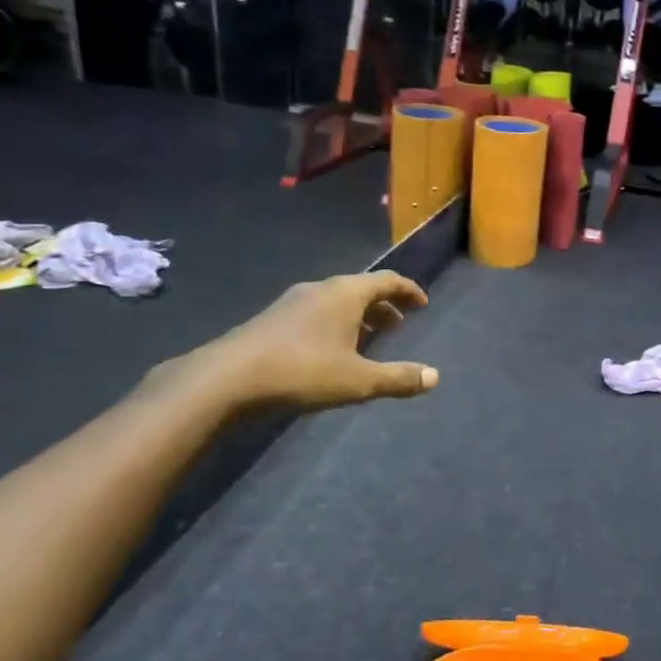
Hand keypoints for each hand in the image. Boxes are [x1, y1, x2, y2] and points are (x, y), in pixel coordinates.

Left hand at [172, 273, 438, 411]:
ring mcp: (292, 302)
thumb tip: (434, 377)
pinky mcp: (271, 319)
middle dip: (384, 305)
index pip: (387, 280)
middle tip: (400, 324)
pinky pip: (316, 312)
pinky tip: (331, 349)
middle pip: (361, 288)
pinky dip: (335, 323)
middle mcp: (320, 289)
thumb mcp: (358, 380)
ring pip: (336, 301)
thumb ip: (398, 378)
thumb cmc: (302, 372)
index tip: (422, 305)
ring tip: (369, 339)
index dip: (408, 291)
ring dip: (358, 315)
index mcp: (345, 294)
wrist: (226, 379)